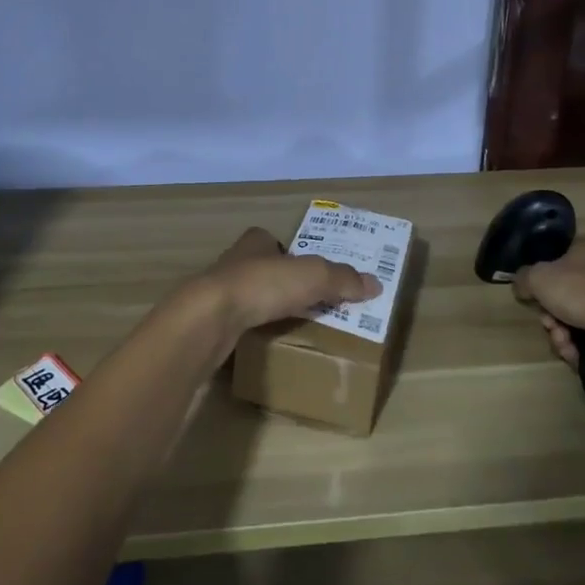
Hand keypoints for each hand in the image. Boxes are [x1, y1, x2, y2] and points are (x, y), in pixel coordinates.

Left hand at [190, 227, 378, 337]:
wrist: (208, 319)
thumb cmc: (261, 285)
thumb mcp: (312, 276)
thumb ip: (342, 279)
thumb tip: (376, 284)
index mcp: (255, 242)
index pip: (272, 240)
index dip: (289, 252)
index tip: (307, 271)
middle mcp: (234, 261)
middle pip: (262, 268)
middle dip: (280, 282)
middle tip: (307, 301)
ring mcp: (217, 292)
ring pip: (247, 295)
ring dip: (265, 307)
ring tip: (291, 325)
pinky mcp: (209, 321)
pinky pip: (237, 323)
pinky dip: (251, 330)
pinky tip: (265, 343)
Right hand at [512, 235, 584, 370]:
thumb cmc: (583, 290)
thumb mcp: (538, 278)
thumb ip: (523, 278)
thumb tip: (522, 286)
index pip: (558, 259)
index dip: (542, 282)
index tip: (535, 300)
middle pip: (567, 293)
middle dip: (553, 316)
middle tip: (550, 327)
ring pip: (581, 316)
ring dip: (565, 334)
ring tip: (564, 346)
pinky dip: (584, 345)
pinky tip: (577, 356)